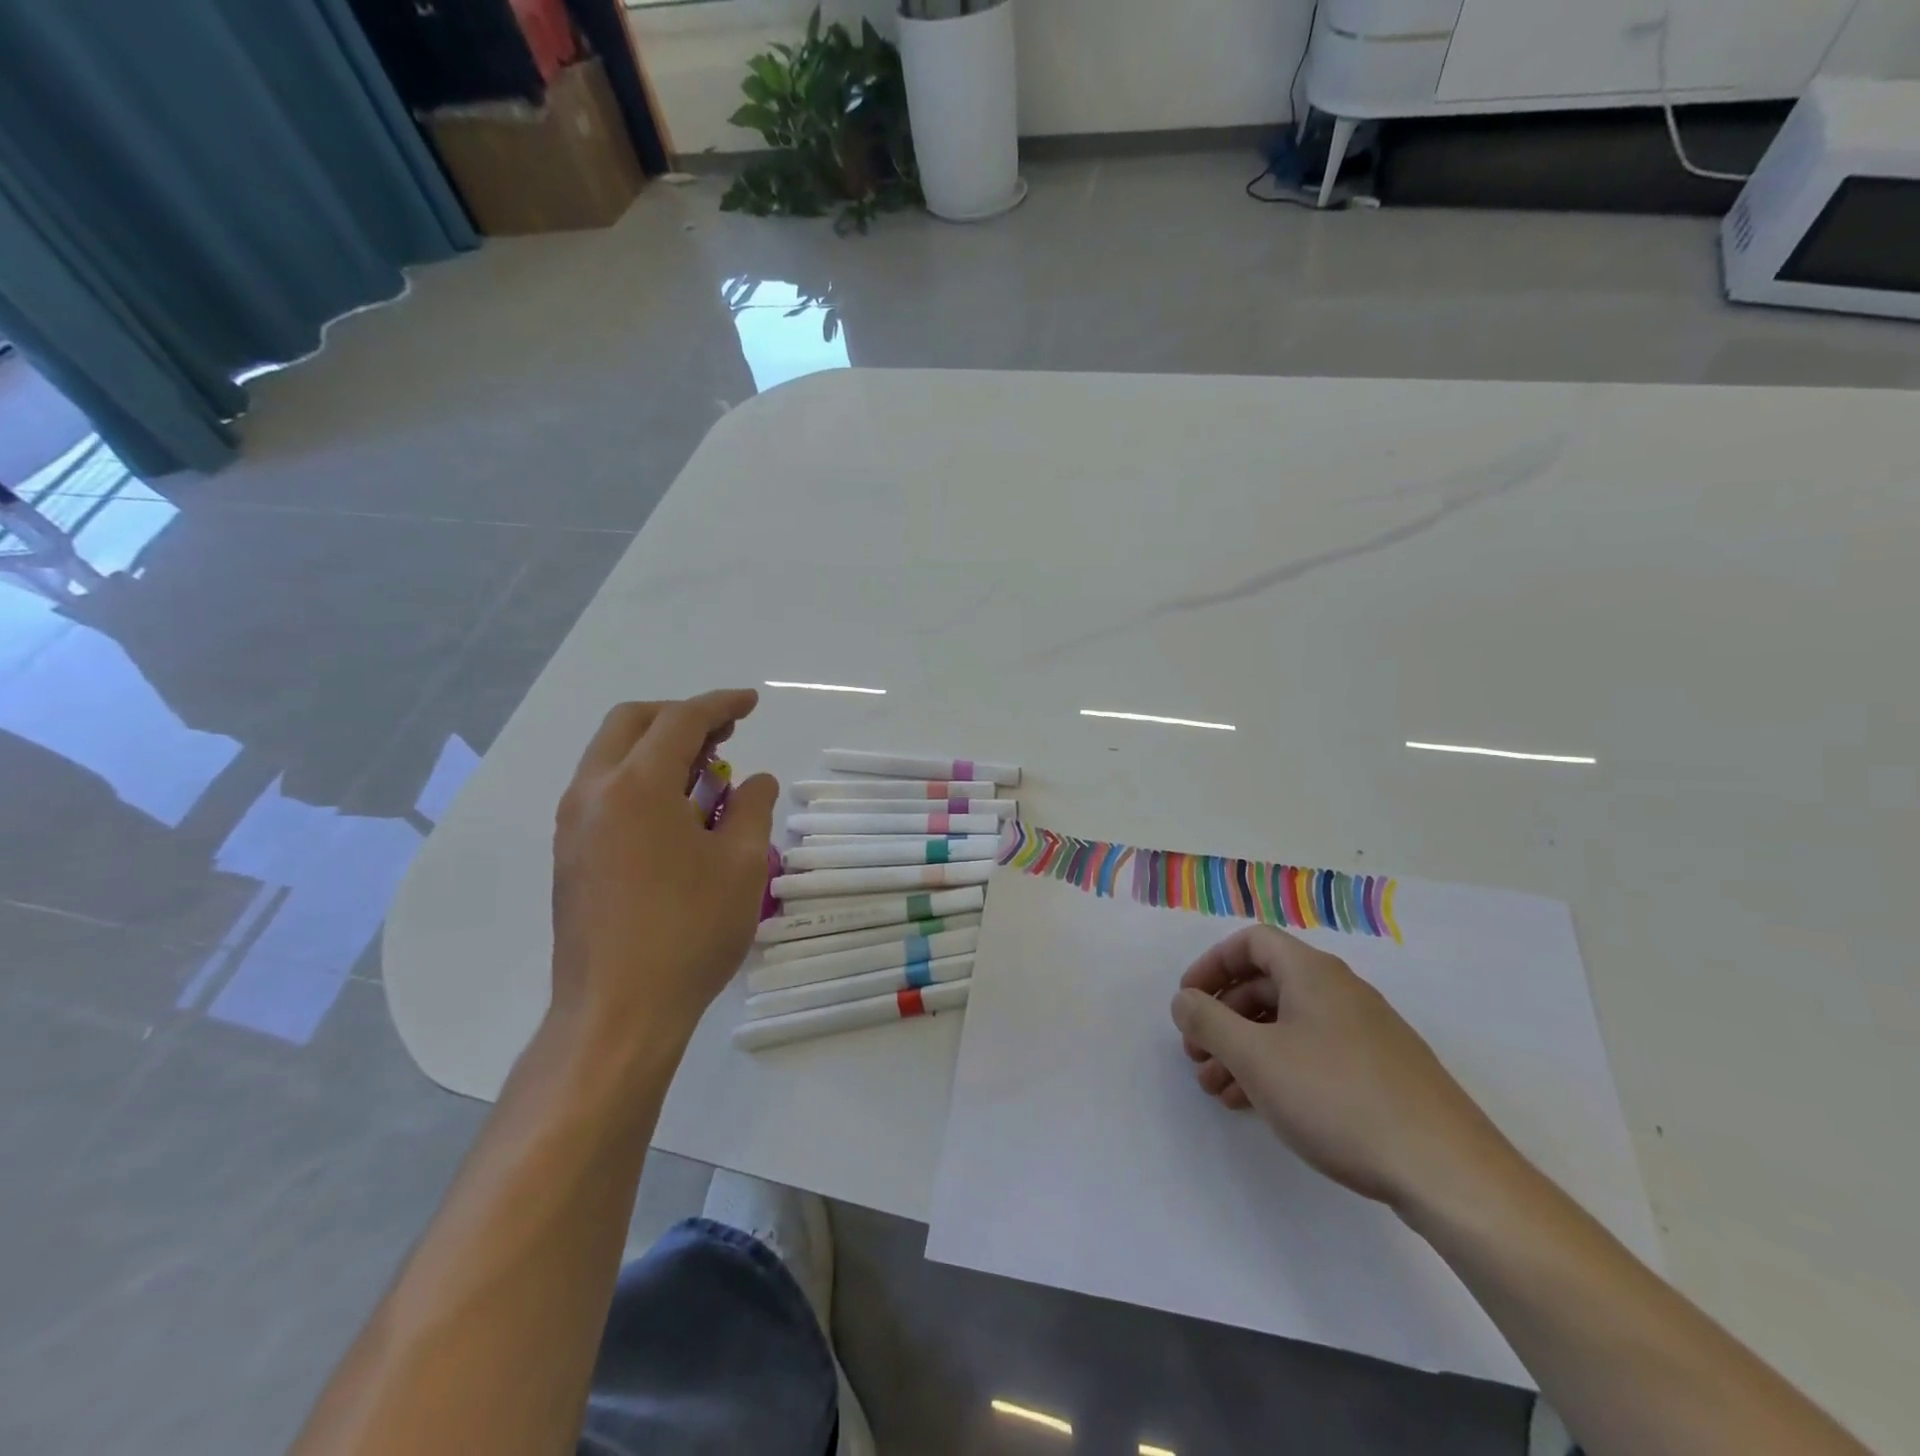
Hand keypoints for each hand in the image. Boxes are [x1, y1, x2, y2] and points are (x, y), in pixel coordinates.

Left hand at [549, 690, 777, 1064]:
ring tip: (706, 773)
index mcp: (636, 786)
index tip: (751, 703)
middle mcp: (593, 793)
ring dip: (658, 748)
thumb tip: (754, 781)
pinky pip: (603, 791)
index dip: (720, 704)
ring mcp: (573, 825)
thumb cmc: (689, 931)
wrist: (617, 1012)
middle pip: (632, 723)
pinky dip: (640, 780)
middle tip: (725, 732)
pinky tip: (676, 814)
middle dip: (680, 716)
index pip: (680, 720)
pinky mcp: (570, 855)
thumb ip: (752, 808)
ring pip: (611, 756)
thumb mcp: (742, 865)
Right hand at [1170, 925, 1517, 1213]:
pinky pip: (1312, 1053)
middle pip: (1265, 984)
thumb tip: (1184, 1000)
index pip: (1251, 942)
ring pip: (1287, 1024)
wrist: (1447, 1171)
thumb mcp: (1256, 1058)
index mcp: (1312, 973)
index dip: (1212, 964)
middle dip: (1222, 1017)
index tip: (1188, 1001)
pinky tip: (1259, 1106)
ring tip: (1218, 1090)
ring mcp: (1364, 1032)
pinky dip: (1277, 1069)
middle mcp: (1339, 991)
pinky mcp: (1380, 1072)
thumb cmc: (1337, 1098)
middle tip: (1196, 1056)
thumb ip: (1208, 1022)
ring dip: (1245, 1048)